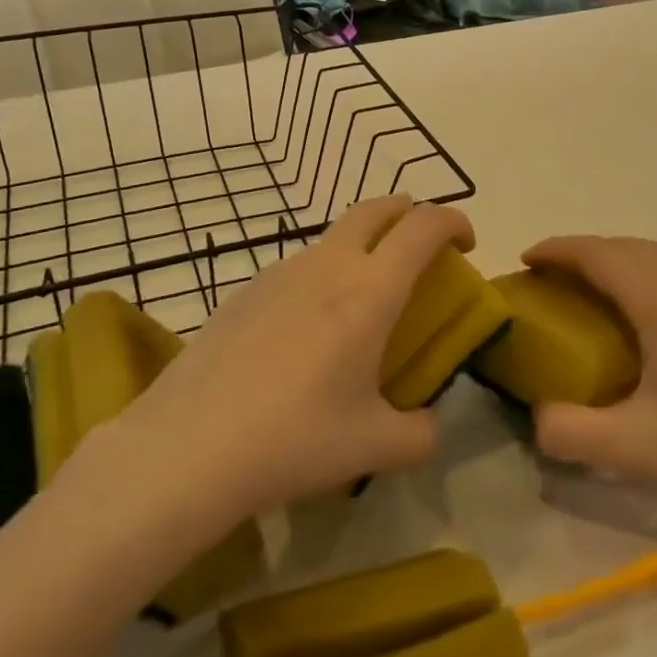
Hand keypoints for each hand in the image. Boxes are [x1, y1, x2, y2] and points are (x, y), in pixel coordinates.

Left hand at [124, 195, 473, 515]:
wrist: (190, 447)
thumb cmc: (296, 439)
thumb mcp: (376, 447)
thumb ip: (421, 433)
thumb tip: (427, 424)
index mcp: (370, 291)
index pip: (423, 226)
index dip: (454, 222)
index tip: (466, 246)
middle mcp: (327, 266)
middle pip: (376, 208)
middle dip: (408, 213)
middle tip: (421, 248)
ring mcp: (279, 272)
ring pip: (333, 237)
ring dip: (362, 247)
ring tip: (363, 300)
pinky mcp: (244, 291)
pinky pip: (298, 267)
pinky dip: (322, 276)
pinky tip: (307, 332)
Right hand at [523, 237, 656, 514]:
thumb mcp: (634, 449)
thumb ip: (569, 431)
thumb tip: (534, 416)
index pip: (602, 255)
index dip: (559, 250)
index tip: (526, 260)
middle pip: (628, 247)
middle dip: (583, 251)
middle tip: (551, 276)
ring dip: (617, 258)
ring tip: (590, 287)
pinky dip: (646, 273)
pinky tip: (645, 314)